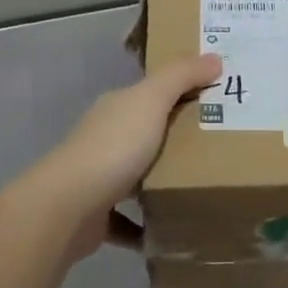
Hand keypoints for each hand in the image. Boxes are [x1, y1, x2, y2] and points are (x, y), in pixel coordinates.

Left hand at [19, 55, 221, 256]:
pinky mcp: (97, 216)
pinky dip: (146, 225)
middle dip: (176, 139)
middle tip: (219, 146)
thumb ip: (182, 76)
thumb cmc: (114, 146)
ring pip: (136, 176)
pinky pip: (128, 220)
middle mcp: (105, 137)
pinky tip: (172, 230)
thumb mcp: (152, 100)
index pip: (151, 93)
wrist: (69, 206)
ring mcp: (98, 177)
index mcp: (117, 107)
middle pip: (145, 133)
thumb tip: (215, 57)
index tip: (216, 99)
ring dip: (160, 181)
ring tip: (200, 187)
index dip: (181, 91)